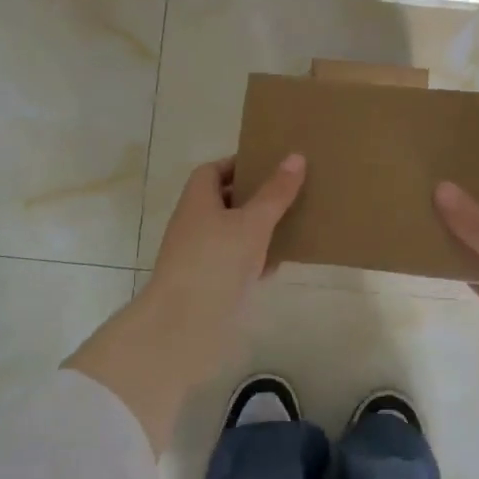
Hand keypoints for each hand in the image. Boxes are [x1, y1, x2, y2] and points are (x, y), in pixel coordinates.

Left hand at [146, 153, 306, 343]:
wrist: (183, 323)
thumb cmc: (216, 261)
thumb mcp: (253, 222)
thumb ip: (275, 192)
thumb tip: (296, 156)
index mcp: (197, 200)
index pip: (212, 171)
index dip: (237, 165)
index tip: (267, 166)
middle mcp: (192, 223)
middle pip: (221, 201)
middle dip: (251, 197)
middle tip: (285, 194)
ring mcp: (196, 255)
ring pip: (229, 233)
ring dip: (254, 229)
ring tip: (288, 225)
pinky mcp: (205, 283)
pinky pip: (231, 261)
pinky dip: (252, 259)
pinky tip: (276, 264)